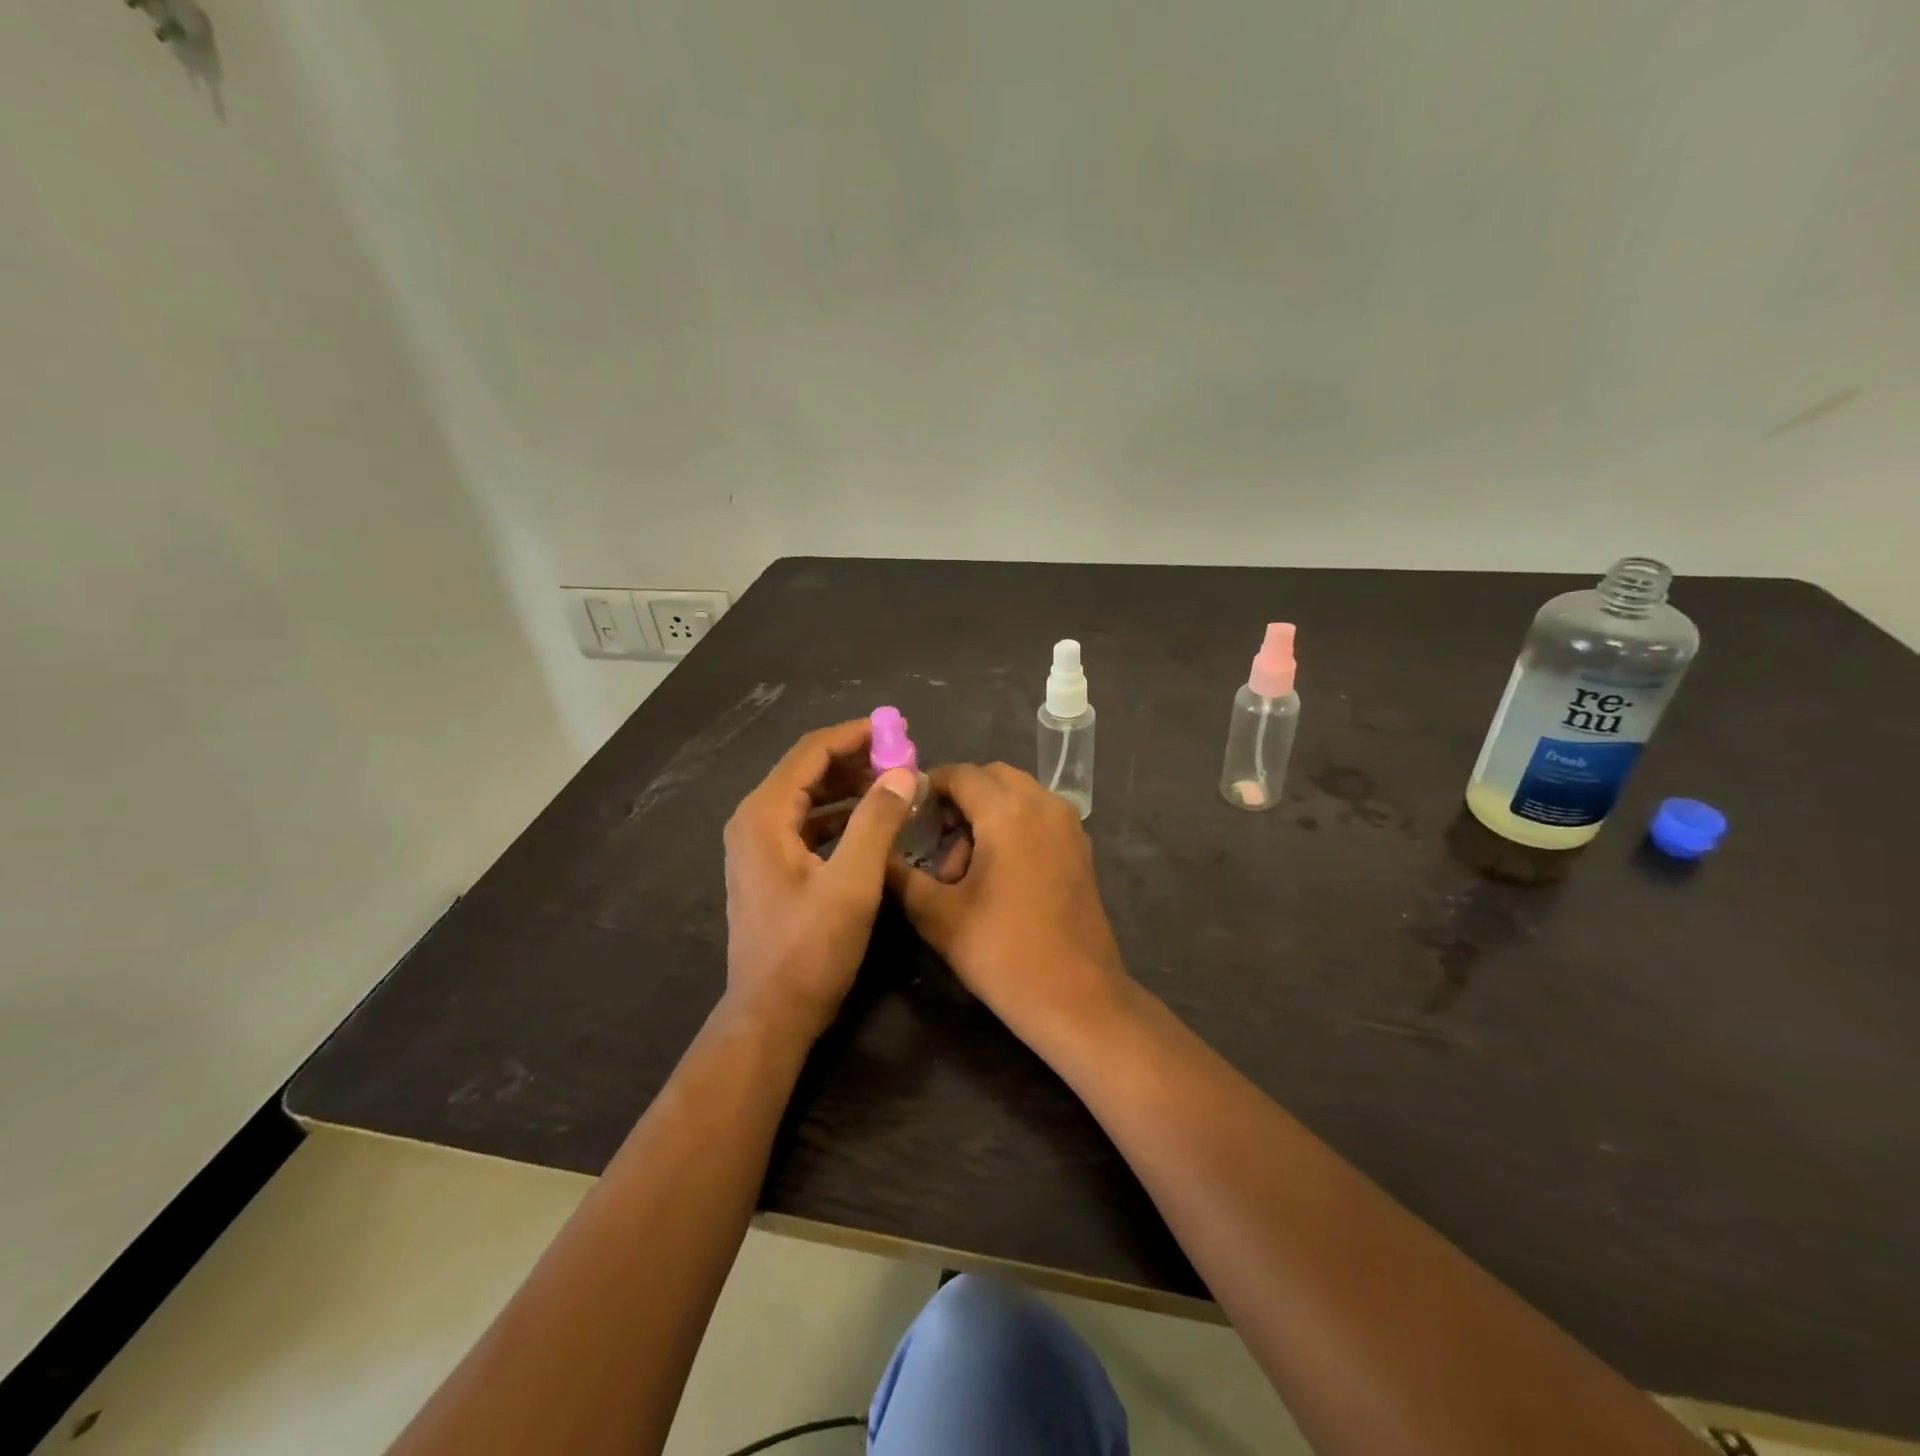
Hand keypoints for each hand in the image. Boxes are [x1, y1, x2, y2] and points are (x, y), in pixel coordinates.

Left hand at [723, 720, 916, 1040]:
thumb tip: (903, 772)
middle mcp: (754, 822)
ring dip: (850, 787)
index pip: (811, 752)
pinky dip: (840, 817)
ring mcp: (758, 847)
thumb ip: (877, 822)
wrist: (770, 1016)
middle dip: (856, 759)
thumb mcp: (852, 884)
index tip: (898, 729)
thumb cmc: (809, 950)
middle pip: (807, 771)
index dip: (855, 735)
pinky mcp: (771, 870)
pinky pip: (807, 825)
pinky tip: (872, 825)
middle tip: (903, 758)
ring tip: (894, 786)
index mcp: (764, 815)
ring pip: (808, 798)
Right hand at [887, 763, 1131, 1041]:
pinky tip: (994, 875)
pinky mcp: (1080, 849)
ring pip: (1017, 796)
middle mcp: (1044, 804)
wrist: (1077, 998)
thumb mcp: (937, 915)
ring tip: (960, 870)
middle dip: (958, 801)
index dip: (927, 789)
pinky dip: (1012, 826)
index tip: (903, 817)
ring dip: (985, 815)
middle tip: (932, 841)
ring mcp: (1068, 825)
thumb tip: (875, 850)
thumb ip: (900, 875)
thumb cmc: (1003, 953)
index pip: (960, 774)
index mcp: (1008, 811)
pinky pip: (1038, 817)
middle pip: (991, 779)